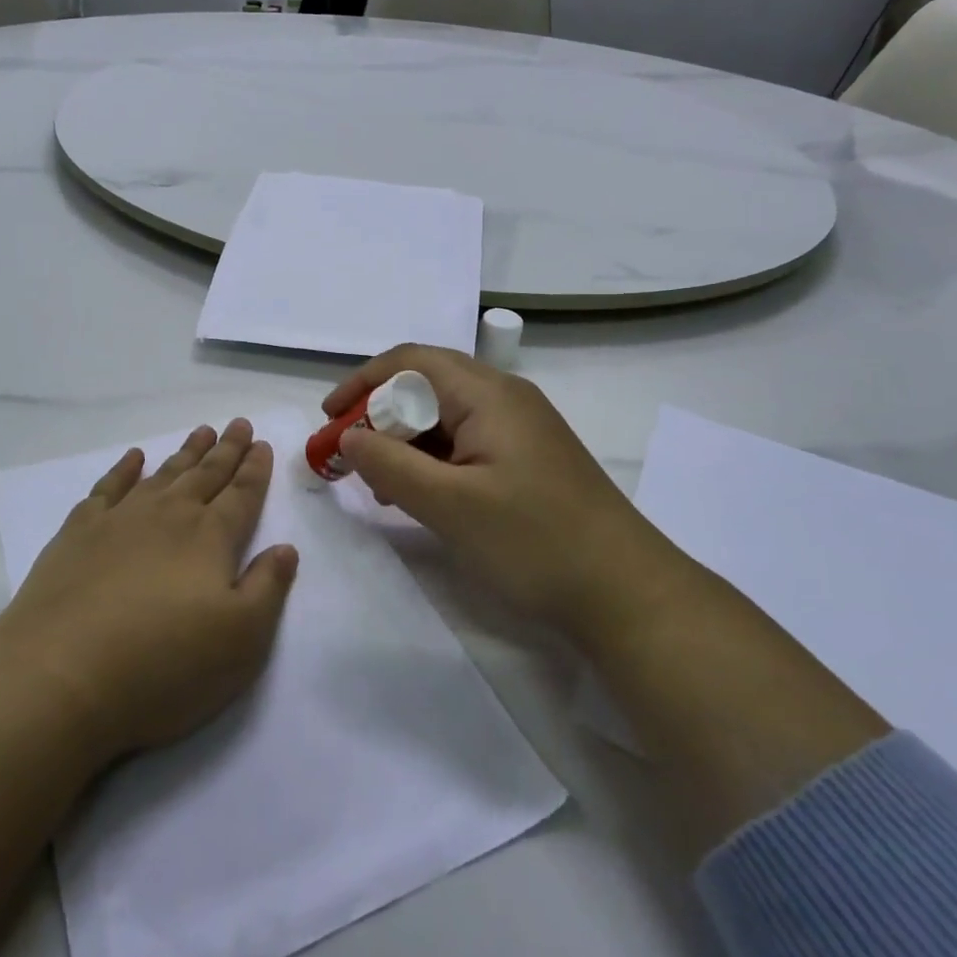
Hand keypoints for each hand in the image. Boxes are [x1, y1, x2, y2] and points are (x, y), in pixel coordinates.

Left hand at [0, 419, 298, 763]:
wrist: (60, 676)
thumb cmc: (164, 665)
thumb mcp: (241, 640)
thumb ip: (268, 588)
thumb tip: (285, 547)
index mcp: (211, 537)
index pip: (242, 493)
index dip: (255, 469)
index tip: (261, 442)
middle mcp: (169, 516)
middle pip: (206, 474)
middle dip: (226, 449)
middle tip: (238, 423)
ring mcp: (121, 519)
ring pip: (163, 474)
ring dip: (186, 453)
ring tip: (201, 432)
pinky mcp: (79, 533)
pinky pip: (108, 487)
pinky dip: (124, 469)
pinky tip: (134, 457)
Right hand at [324, 346, 688, 646]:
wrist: (627, 594)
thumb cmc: (535, 541)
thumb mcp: (450, 505)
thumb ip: (390, 464)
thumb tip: (348, 436)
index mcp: (488, 394)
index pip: (411, 361)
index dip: (362, 383)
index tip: (329, 420)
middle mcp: (505, 398)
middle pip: (426, 385)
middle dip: (380, 415)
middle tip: (350, 457)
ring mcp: (520, 430)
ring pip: (444, 417)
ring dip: (404, 441)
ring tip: (378, 484)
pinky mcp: (526, 460)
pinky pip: (465, 444)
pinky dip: (432, 461)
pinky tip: (419, 496)